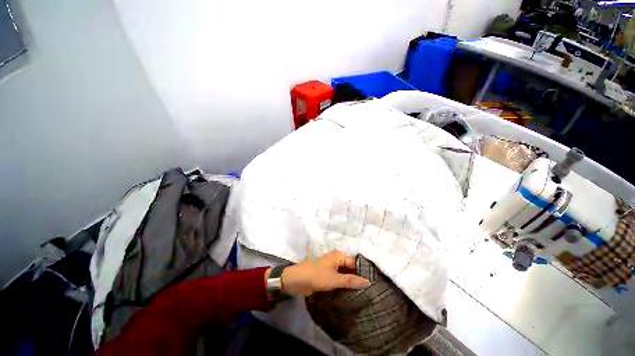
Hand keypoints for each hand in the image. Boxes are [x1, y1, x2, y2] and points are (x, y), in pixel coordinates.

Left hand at [275, 250, 370, 296]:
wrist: (295, 280)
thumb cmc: (315, 276)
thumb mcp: (334, 279)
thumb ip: (351, 280)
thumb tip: (368, 281)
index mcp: (338, 255)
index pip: (354, 263)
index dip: (361, 273)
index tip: (370, 285)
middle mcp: (335, 258)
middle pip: (349, 267)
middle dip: (355, 277)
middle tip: (366, 291)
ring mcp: (330, 266)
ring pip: (343, 273)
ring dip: (349, 281)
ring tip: (360, 293)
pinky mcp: (325, 273)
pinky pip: (337, 277)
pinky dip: (342, 283)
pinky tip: (348, 292)